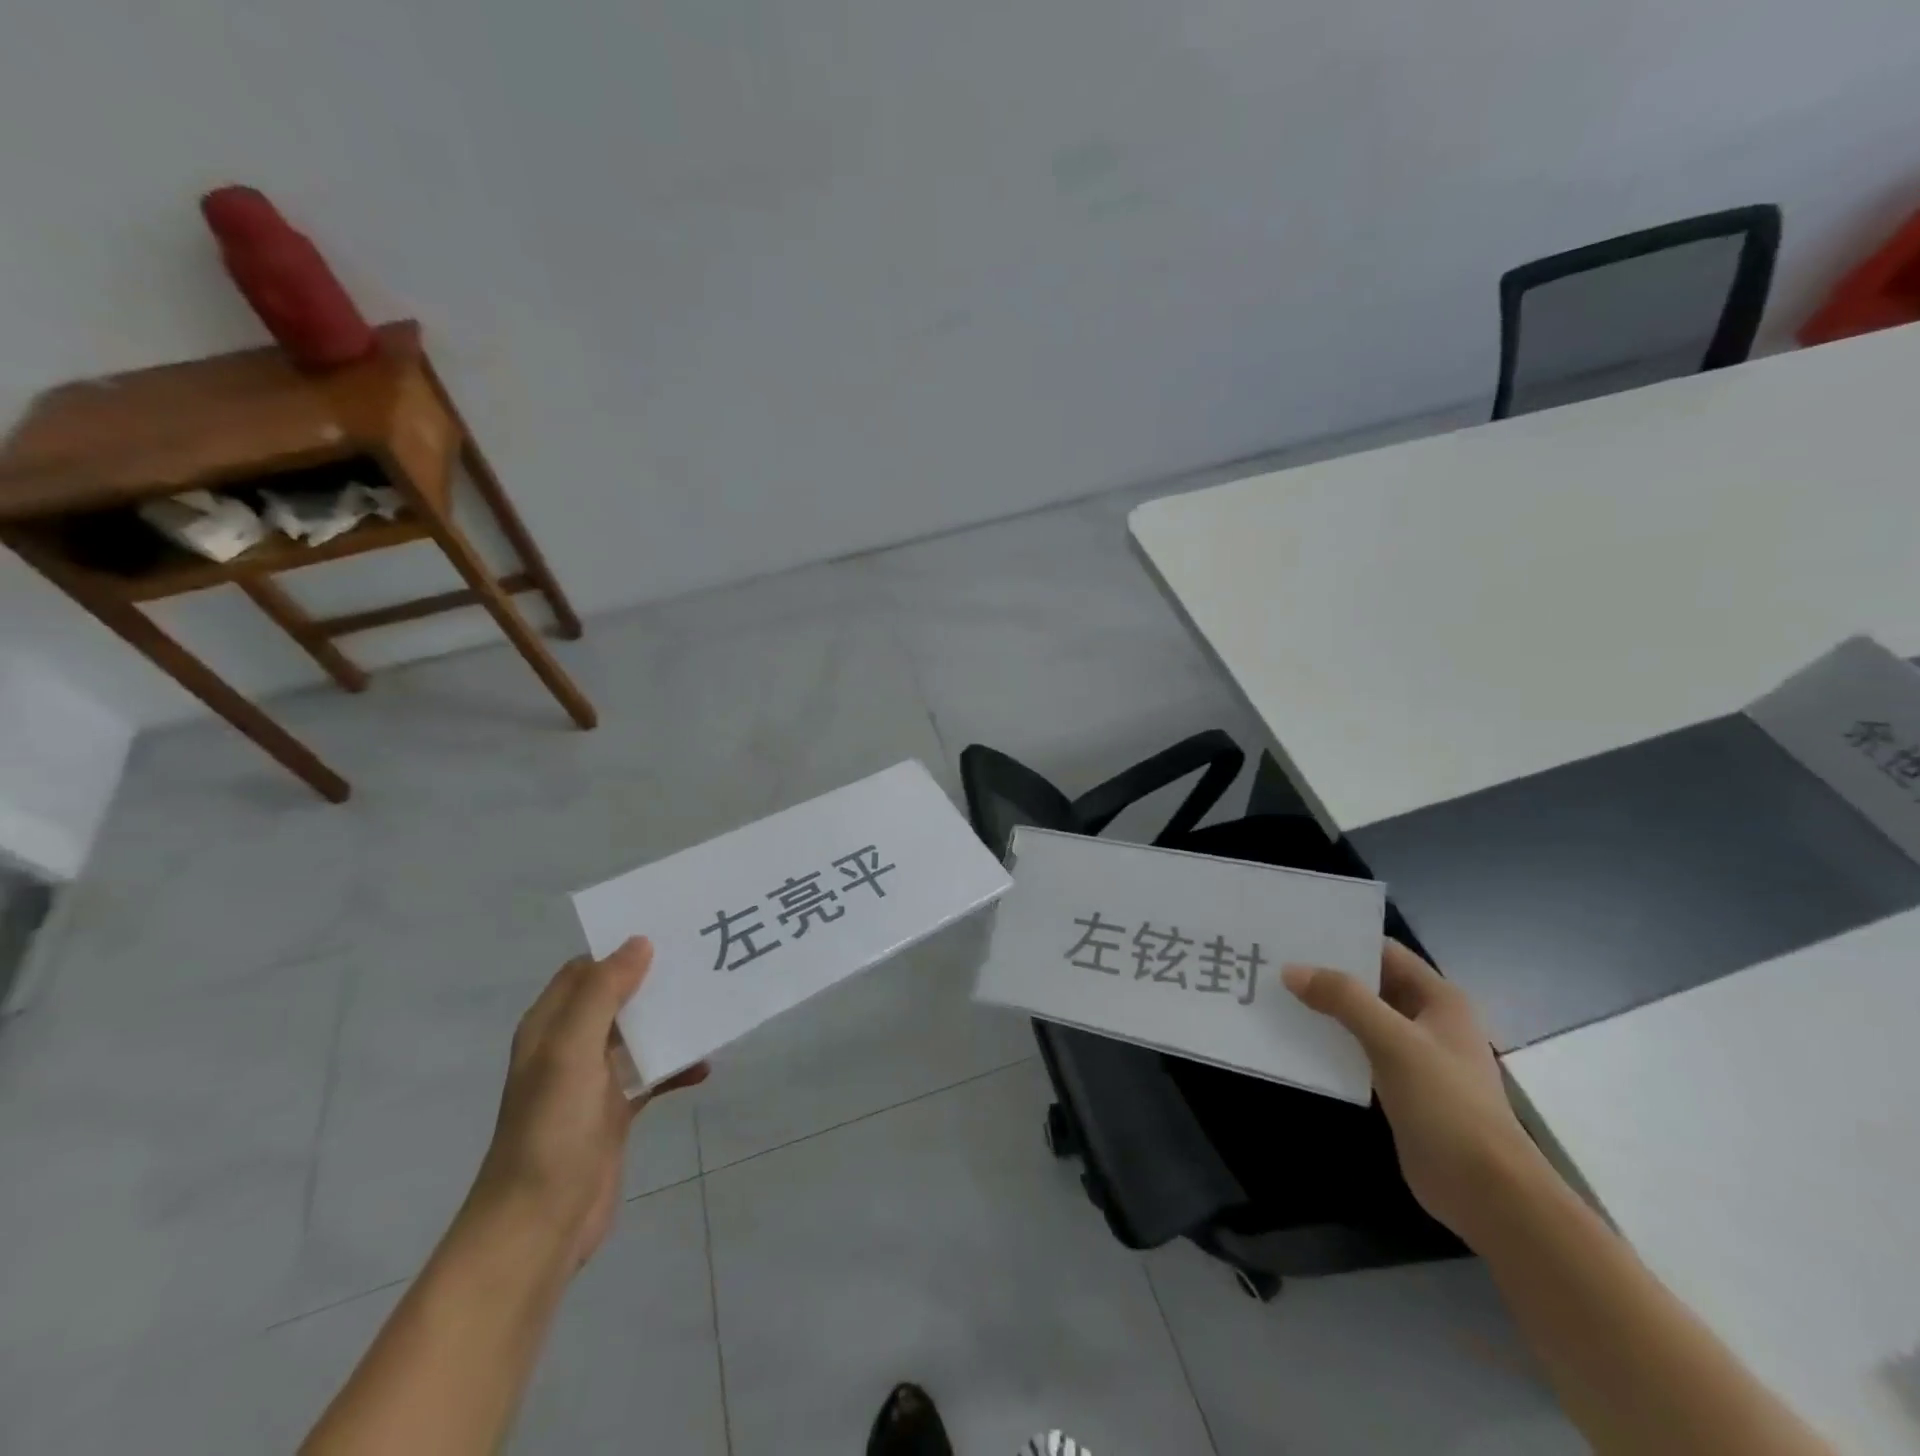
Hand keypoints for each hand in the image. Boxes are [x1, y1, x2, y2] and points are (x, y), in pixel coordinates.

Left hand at [470, 937, 707, 1269]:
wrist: (539, 1226)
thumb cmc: (551, 1131)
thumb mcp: (572, 1053)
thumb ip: (603, 994)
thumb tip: (639, 942)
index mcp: (550, 1027)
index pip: (586, 970)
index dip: (621, 949)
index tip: (670, 932)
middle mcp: (569, 1047)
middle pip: (617, 998)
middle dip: (655, 980)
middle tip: (702, 961)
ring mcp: (593, 1081)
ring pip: (638, 1034)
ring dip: (670, 1021)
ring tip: (712, 1004)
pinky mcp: (615, 1112)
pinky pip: (652, 1074)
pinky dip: (677, 1066)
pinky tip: (705, 1067)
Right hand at [1283, 940, 1543, 1243]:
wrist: (1486, 1191)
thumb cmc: (1447, 1105)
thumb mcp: (1394, 1042)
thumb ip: (1344, 999)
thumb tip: (1291, 970)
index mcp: (1439, 999)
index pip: (1385, 952)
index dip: (1344, 940)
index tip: (1295, 934)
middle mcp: (1427, 1019)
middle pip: (1370, 983)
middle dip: (1326, 973)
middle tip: (1275, 961)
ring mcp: (1414, 1055)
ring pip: (1361, 1018)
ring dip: (1325, 1008)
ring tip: (1276, 995)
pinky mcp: (1400, 1086)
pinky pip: (1358, 1050)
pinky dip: (1330, 1041)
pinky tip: (1295, 1039)